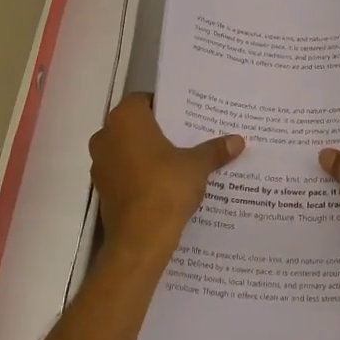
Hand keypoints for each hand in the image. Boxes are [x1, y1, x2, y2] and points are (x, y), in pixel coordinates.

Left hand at [89, 94, 243, 250]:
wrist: (140, 239)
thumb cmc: (166, 188)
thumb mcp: (197, 166)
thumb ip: (215, 150)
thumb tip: (239, 141)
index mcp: (125, 120)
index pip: (143, 100)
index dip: (164, 105)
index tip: (185, 115)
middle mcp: (106, 136)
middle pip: (134, 124)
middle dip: (158, 130)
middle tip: (186, 135)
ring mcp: (100, 164)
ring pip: (127, 149)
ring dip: (147, 153)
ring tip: (178, 160)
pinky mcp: (102, 189)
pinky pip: (124, 172)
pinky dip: (140, 174)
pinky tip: (164, 183)